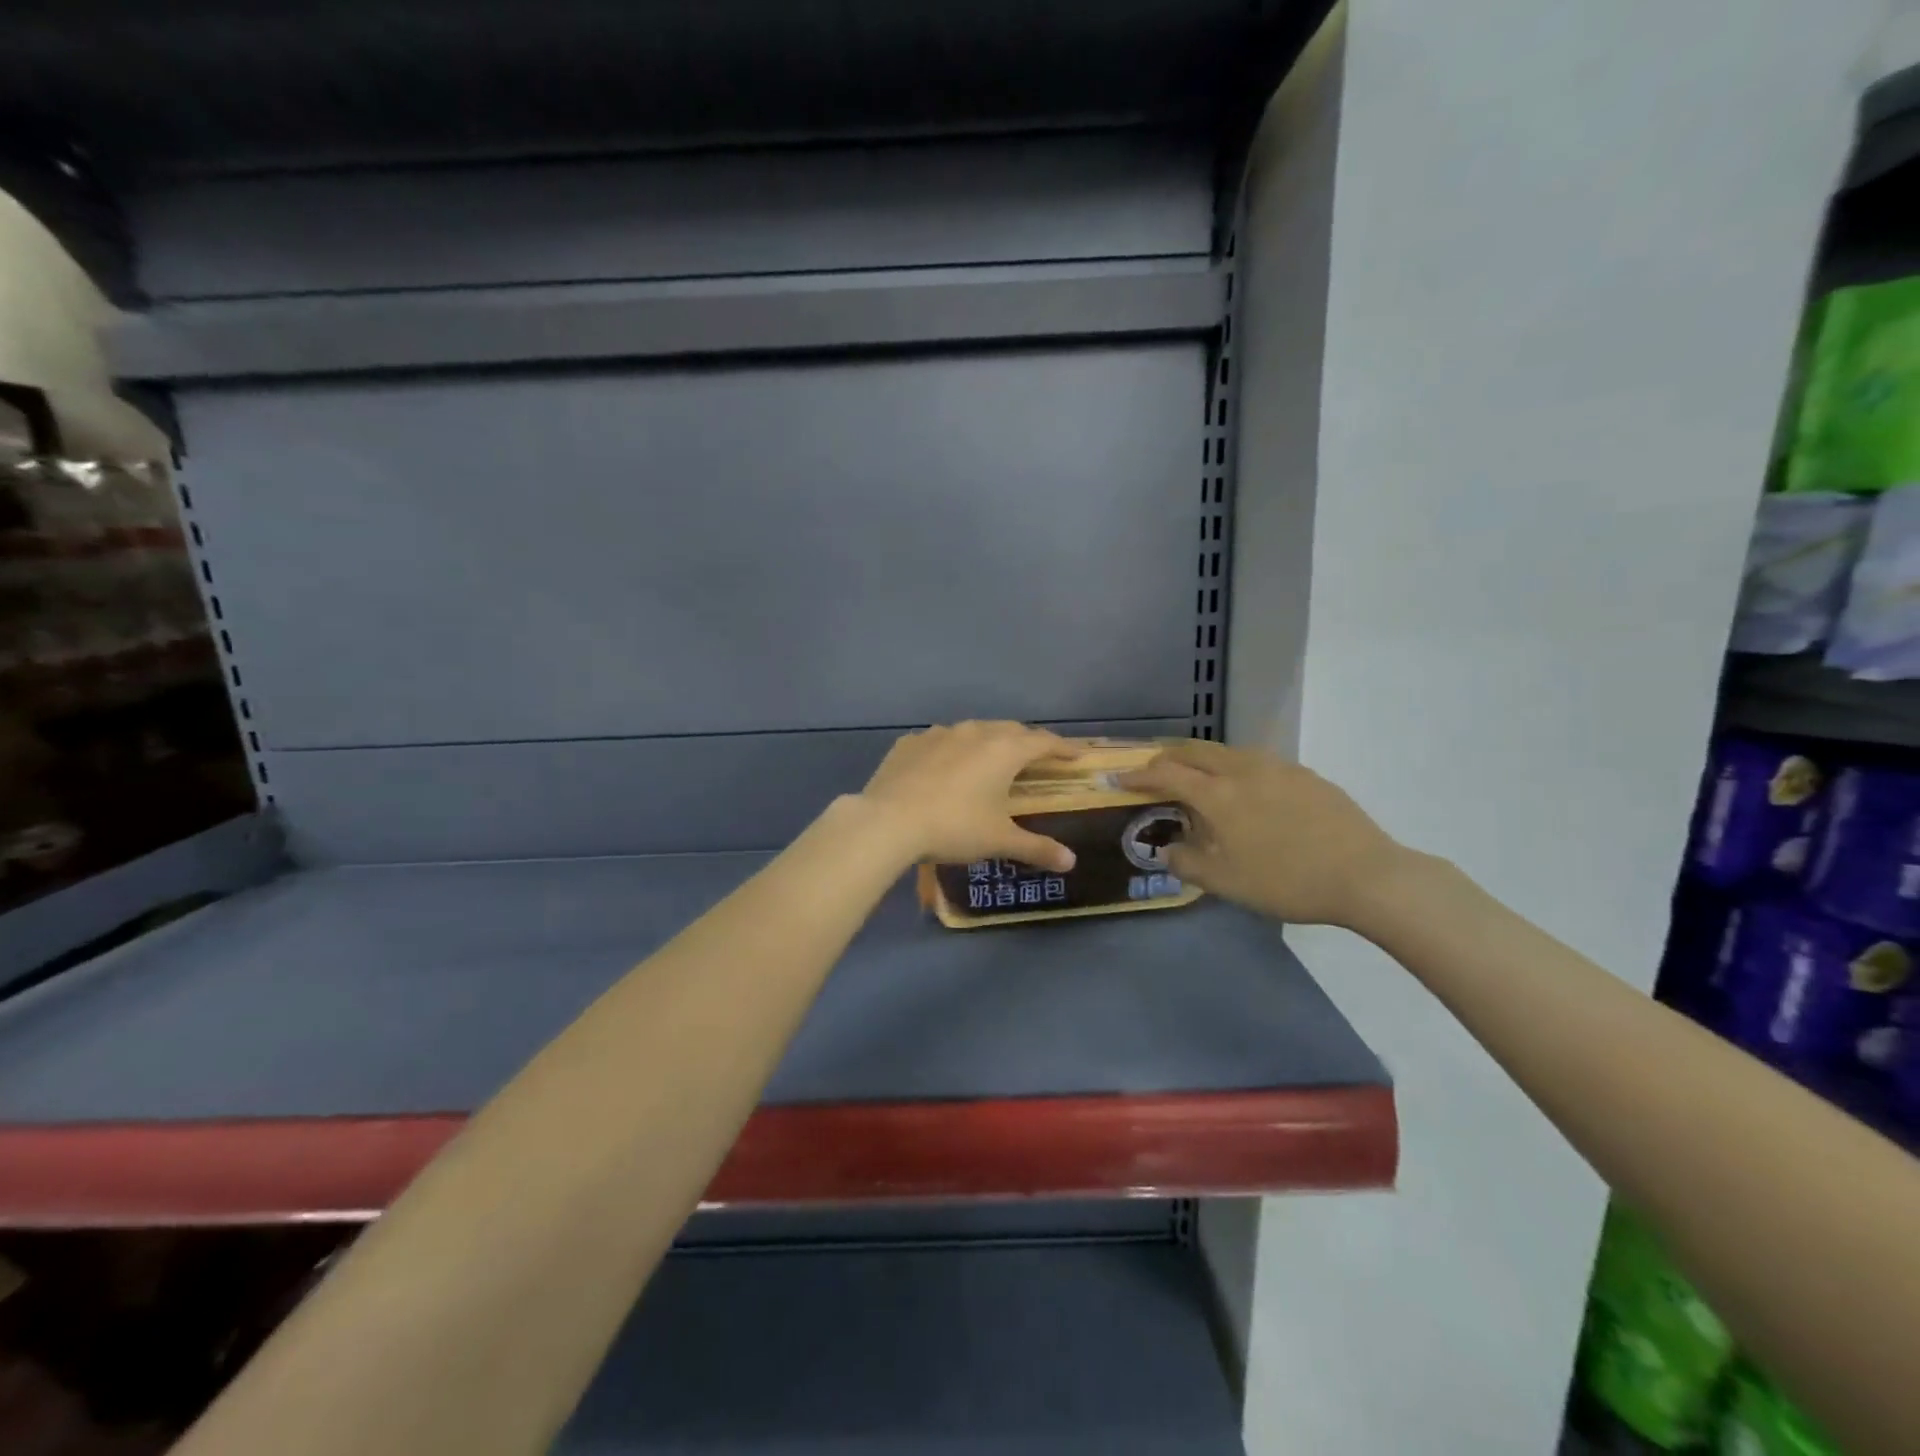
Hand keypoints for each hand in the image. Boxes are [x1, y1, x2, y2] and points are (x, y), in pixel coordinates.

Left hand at [857, 721, 1076, 872]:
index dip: (1063, 748)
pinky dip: (951, 751)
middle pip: (1010, 730)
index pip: (1043, 742)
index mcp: (1003, 750)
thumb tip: (1071, 862)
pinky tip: (945, 767)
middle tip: (1036, 757)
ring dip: (988, 742)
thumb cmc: (954, 827)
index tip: (1076, 755)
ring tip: (991, 759)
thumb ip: (1037, 848)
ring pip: (973, 731)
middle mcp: (974, 732)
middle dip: (1027, 742)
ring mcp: (939, 734)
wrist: (888, 821)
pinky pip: (939, 742)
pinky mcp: (910, 743)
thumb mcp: (999, 841)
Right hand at [1118, 739, 1404, 928]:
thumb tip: (1167, 849)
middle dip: (1168, 757)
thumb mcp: (1225, 882)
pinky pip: (1256, 762)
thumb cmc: (1286, 881)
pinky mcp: (1305, 775)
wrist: (1366, 875)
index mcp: (1218, 795)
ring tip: (1198, 780)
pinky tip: (1246, 792)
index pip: (1166, 774)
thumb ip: (1187, 863)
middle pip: (1195, 751)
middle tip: (1154, 772)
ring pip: (1227, 752)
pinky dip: (1234, 769)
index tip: (1121, 780)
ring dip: (1202, 760)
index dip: (1139, 775)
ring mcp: (1278, 768)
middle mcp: (1243, 769)